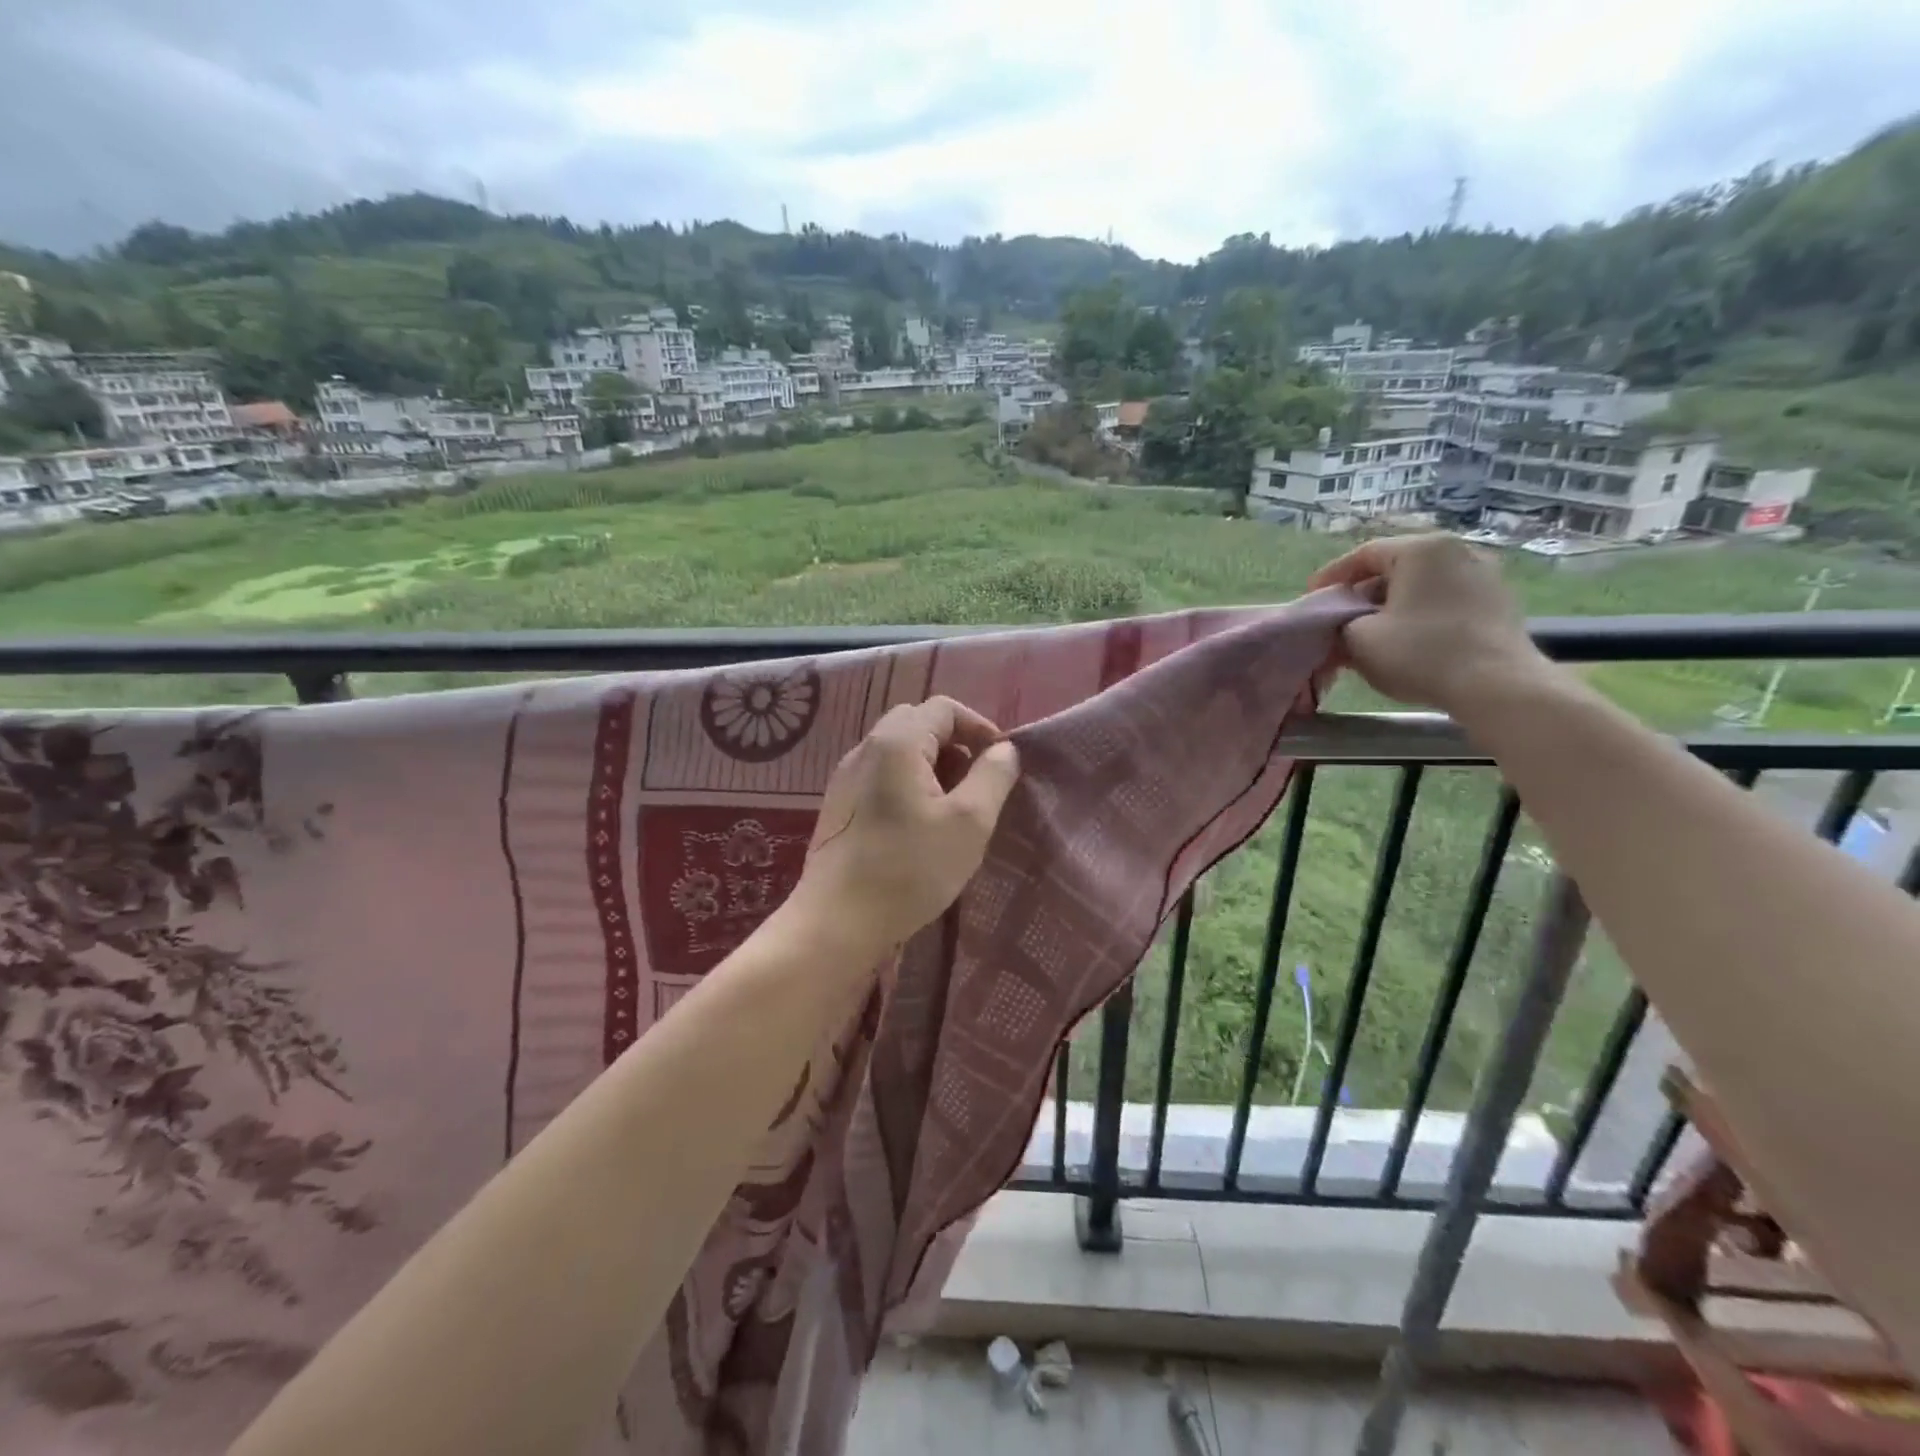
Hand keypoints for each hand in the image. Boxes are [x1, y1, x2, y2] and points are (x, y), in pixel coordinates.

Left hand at [789, 697, 1020, 955]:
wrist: (837, 922)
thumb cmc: (910, 869)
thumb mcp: (969, 822)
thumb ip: (993, 776)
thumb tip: (1004, 749)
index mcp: (896, 742)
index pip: (944, 708)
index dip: (979, 727)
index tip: (1000, 763)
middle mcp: (865, 748)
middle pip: (919, 724)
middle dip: (955, 746)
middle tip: (976, 785)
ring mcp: (846, 777)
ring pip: (899, 752)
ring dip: (933, 768)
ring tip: (953, 810)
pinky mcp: (840, 805)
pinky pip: (882, 776)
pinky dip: (909, 785)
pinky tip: (920, 827)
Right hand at [1307, 534, 1551, 716]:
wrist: (1496, 686)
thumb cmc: (1421, 653)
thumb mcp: (1358, 640)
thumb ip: (1337, 625)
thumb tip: (1335, 626)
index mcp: (1422, 550)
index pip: (1364, 554)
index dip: (1332, 576)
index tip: (1312, 598)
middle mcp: (1458, 551)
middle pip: (1395, 568)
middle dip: (1362, 593)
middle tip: (1339, 618)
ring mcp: (1485, 575)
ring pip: (1421, 585)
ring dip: (1391, 606)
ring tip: (1371, 633)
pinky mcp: (1499, 603)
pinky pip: (1445, 600)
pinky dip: (1419, 614)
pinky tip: (1406, 640)